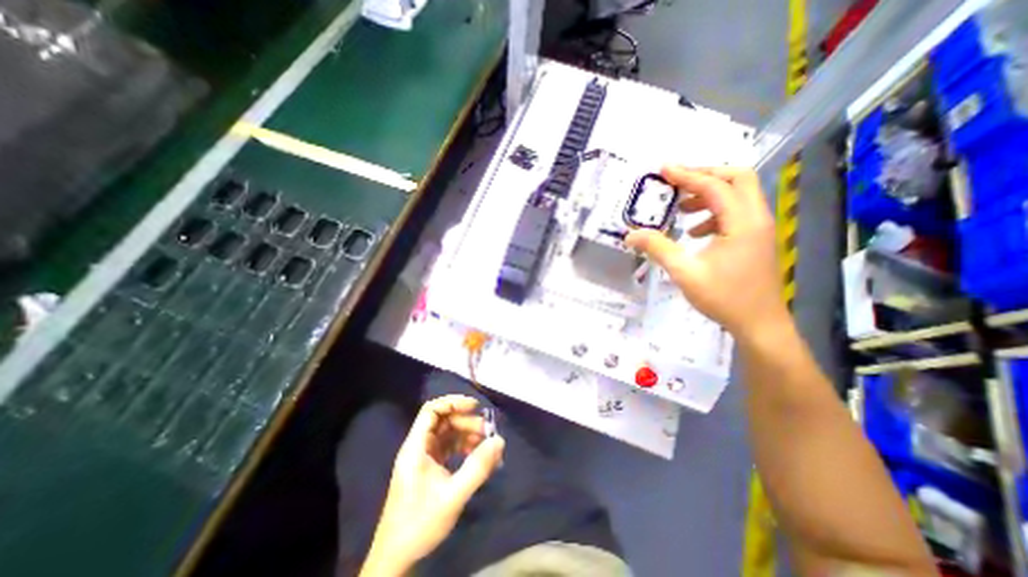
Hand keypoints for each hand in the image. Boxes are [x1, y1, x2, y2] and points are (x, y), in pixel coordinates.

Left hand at [361, 395, 503, 574]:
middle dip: (466, 422)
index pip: (431, 410)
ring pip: (447, 434)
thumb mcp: (453, 495)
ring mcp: (423, 458)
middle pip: (443, 421)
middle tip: (487, 432)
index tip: (475, 407)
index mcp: (416, 447)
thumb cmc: (420, 523)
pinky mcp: (429, 468)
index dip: (453, 403)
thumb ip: (477, 467)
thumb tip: (499, 441)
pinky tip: (477, 456)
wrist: (396, 558)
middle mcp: (418, 447)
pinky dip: (463, 448)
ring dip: (467, 435)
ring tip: (486, 445)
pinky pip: (448, 449)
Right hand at [627, 166, 787, 339]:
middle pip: (738, 178)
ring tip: (682, 208)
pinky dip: (714, 212)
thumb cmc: (724, 298)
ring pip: (738, 194)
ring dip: (709, 193)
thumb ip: (658, 248)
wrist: (759, 324)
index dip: (687, 175)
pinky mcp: (754, 238)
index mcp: (742, 222)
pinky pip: (736, 212)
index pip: (714, 186)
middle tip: (676, 182)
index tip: (663, 170)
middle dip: (705, 175)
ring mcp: (758, 228)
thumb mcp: (684, 272)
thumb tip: (631, 234)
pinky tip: (695, 231)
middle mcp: (756, 218)